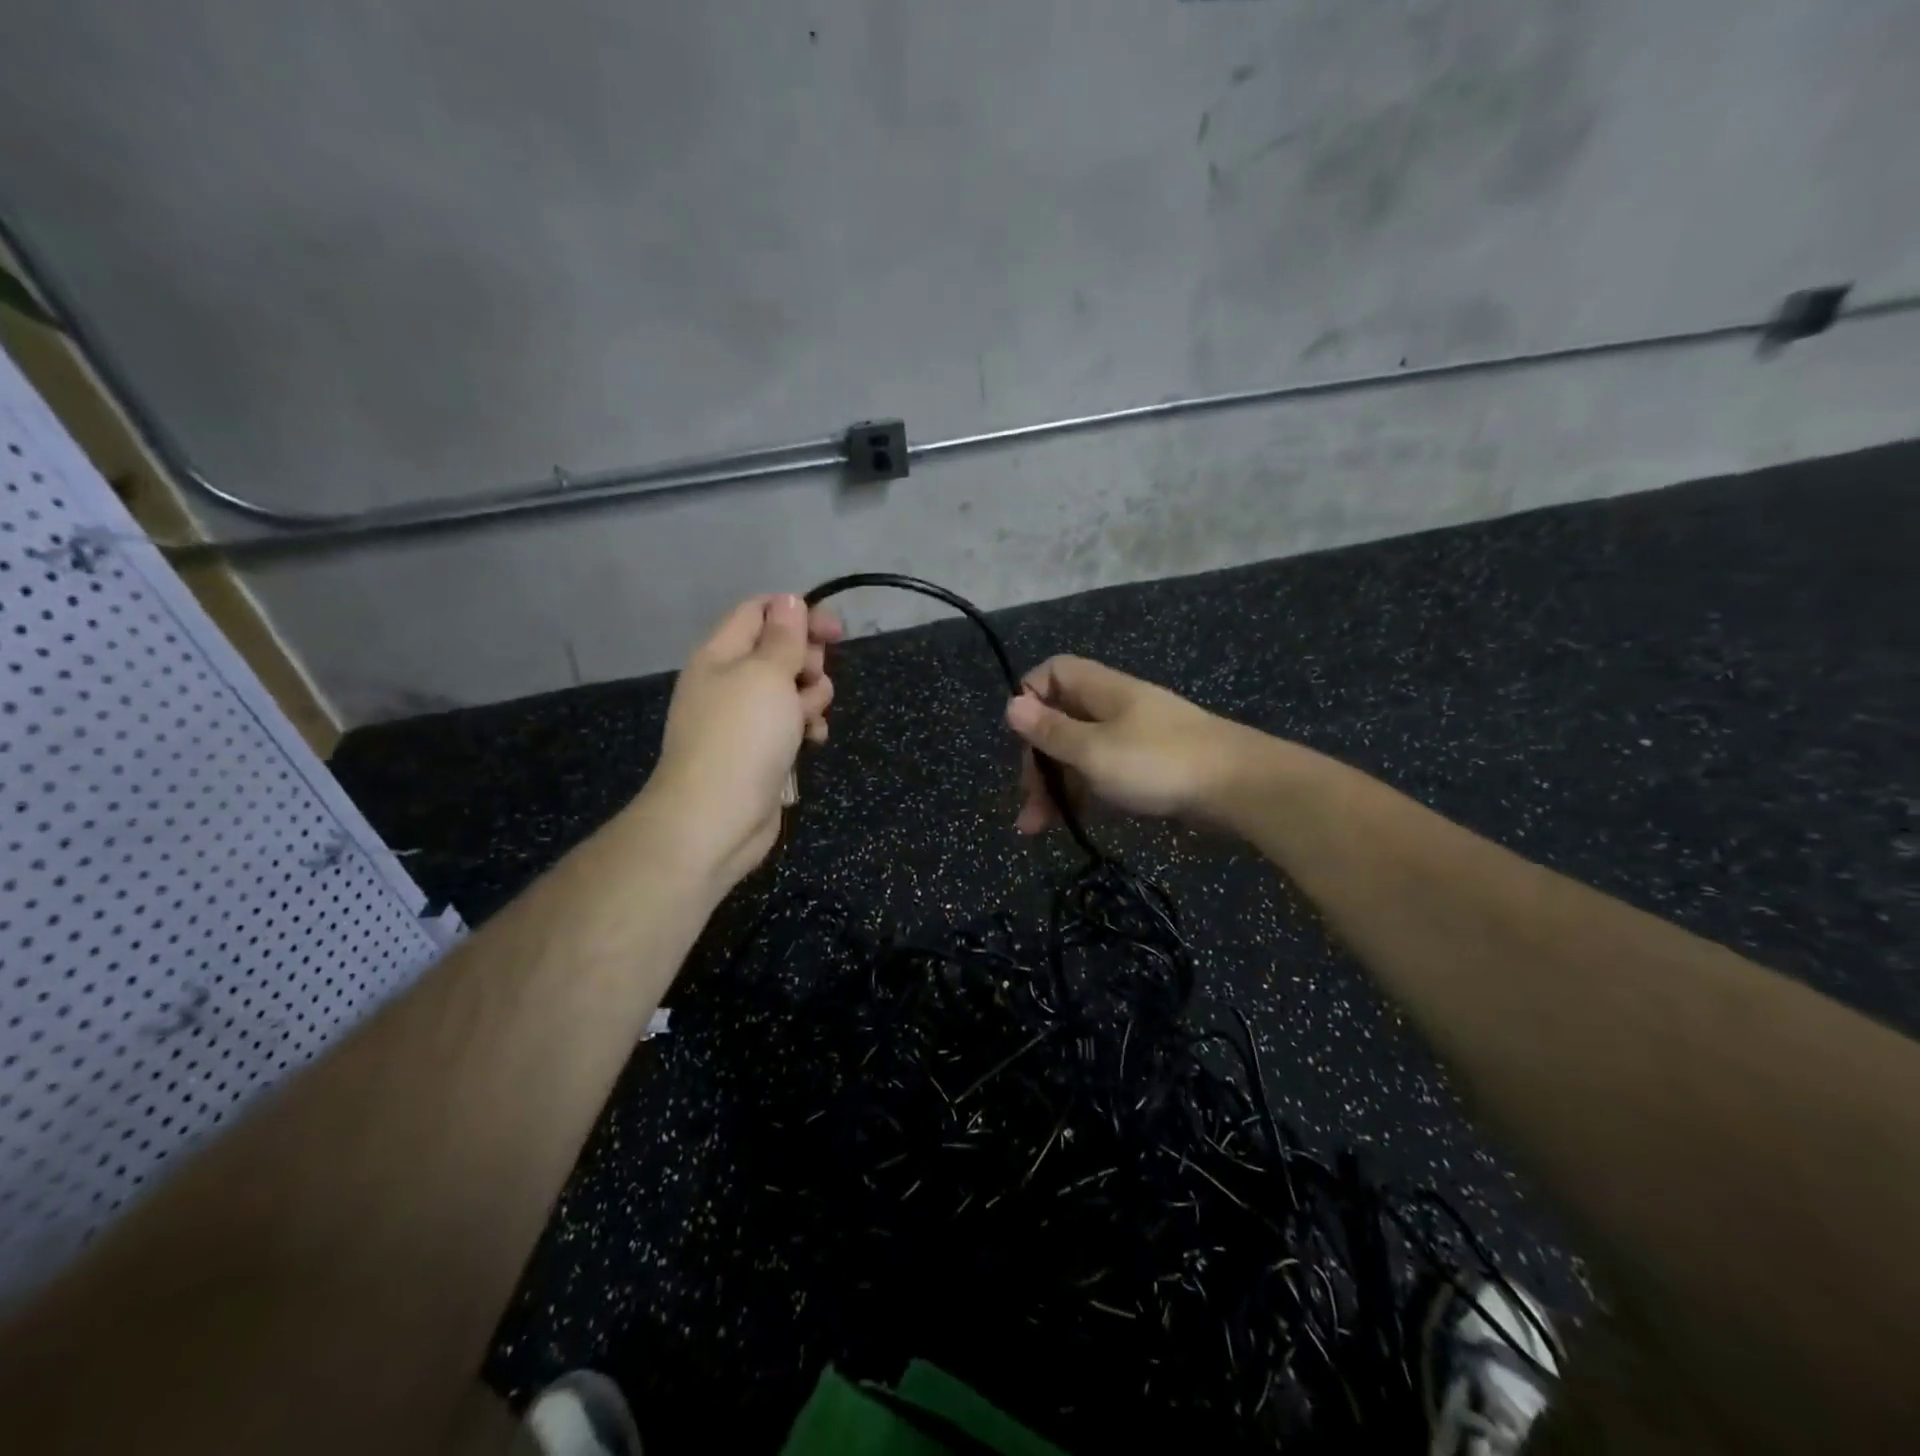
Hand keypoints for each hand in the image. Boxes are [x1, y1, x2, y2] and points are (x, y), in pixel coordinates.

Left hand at [643, 593, 841, 889]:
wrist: (717, 818)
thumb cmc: (742, 736)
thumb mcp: (766, 675)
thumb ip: (782, 637)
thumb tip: (789, 601)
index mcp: (721, 654)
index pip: (760, 612)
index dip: (798, 613)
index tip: (835, 631)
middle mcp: (731, 681)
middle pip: (781, 650)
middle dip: (808, 660)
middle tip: (812, 678)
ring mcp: (745, 718)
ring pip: (793, 689)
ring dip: (812, 697)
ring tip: (809, 720)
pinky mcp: (761, 750)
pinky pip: (792, 724)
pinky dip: (806, 727)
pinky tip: (814, 741)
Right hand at [1004, 655, 1248, 833]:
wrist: (1239, 788)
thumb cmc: (1158, 763)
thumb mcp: (1094, 750)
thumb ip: (1051, 731)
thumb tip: (1011, 704)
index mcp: (1101, 691)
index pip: (1053, 674)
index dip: (1030, 698)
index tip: (1020, 738)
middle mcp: (1115, 708)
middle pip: (1061, 720)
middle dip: (1037, 761)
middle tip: (1028, 805)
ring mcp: (1134, 738)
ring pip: (1081, 752)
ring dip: (1056, 786)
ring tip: (1037, 828)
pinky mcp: (1149, 767)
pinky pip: (1104, 772)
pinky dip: (1085, 793)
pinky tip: (1075, 821)